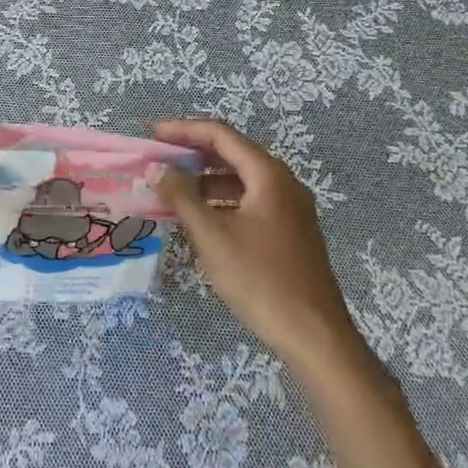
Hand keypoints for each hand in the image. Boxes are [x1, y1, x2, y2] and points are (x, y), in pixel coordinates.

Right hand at [154, 118, 365, 370]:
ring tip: (172, 188)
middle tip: (158, 159)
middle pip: (232, 153)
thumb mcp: (212, 235)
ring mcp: (289, 209)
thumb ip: (181, 196)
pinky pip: (249, 201)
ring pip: (240, 179)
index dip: (183, 130)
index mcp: (268, 175)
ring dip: (205, 179)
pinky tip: (200, 218)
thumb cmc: (260, 279)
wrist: (315, 337)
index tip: (151, 134)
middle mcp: (283, 183)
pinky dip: (221, 200)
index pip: (220, 134)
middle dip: (192, 153)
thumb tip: (157, 169)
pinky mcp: (289, 232)